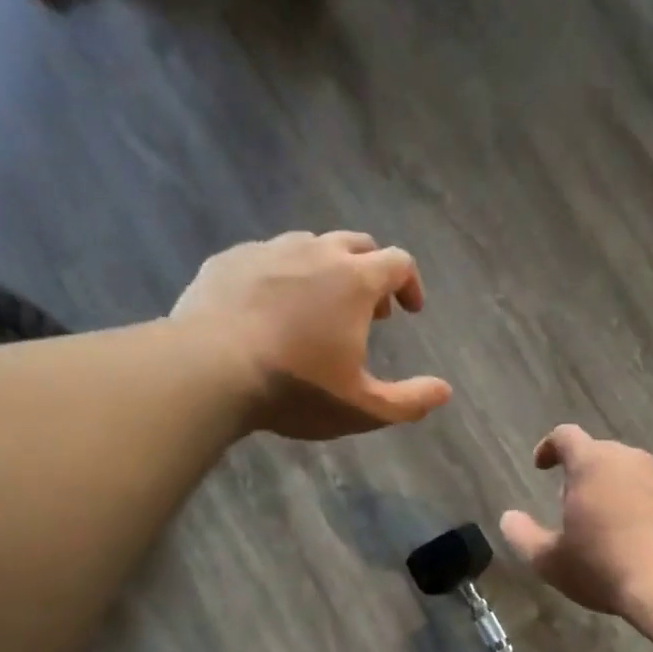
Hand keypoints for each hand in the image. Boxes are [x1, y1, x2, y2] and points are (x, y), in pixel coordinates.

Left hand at [173, 230, 451, 439]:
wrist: (207, 370)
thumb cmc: (296, 388)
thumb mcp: (363, 408)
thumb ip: (410, 401)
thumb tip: (445, 391)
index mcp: (355, 280)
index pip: (399, 262)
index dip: (410, 284)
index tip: (410, 310)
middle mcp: (315, 252)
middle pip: (357, 243)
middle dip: (371, 272)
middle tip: (369, 311)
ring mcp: (267, 251)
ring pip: (309, 245)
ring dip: (326, 270)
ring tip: (318, 308)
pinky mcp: (227, 260)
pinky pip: (265, 257)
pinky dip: (281, 275)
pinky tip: (269, 308)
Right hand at [500, 425, 652, 615]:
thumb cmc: (605, 566)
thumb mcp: (552, 561)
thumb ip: (524, 536)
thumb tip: (509, 519)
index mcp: (593, 464)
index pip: (566, 436)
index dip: (550, 447)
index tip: (542, 465)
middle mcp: (632, 460)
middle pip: (602, 454)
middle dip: (584, 473)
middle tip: (575, 505)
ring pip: (634, 474)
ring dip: (617, 491)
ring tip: (610, 526)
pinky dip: (646, 510)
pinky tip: (644, 542)